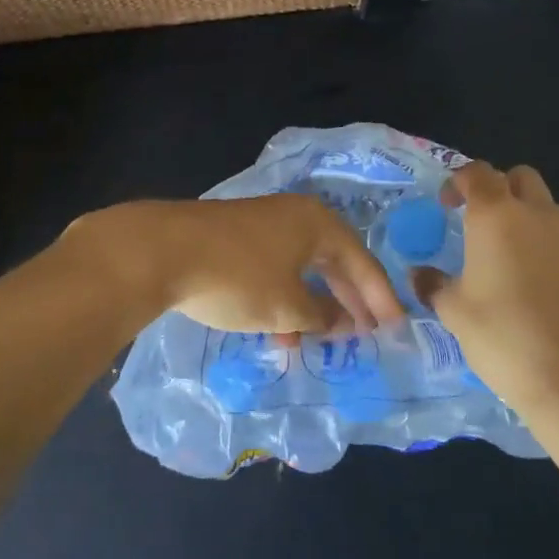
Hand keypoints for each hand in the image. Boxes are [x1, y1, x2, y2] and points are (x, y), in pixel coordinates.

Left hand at [63, 195, 403, 334]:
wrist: (162, 251)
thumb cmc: (238, 277)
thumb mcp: (288, 306)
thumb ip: (323, 316)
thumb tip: (345, 322)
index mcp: (317, 223)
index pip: (361, 261)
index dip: (380, 298)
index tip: (396, 329)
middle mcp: (294, 215)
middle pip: (333, 260)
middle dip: (348, 300)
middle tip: (365, 334)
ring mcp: (262, 223)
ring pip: (300, 267)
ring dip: (312, 305)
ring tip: (317, 342)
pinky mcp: (234, 236)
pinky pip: (274, 268)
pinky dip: (283, 298)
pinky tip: (277, 330)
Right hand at [420, 161, 558, 418]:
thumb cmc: (504, 334)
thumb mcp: (454, 311)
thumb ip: (434, 285)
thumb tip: (419, 274)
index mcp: (496, 214)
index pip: (477, 172)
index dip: (458, 181)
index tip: (445, 206)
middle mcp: (536, 215)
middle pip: (520, 177)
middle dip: (498, 187)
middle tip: (477, 218)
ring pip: (544, 207)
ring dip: (523, 215)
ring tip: (502, 253)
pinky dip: (543, 245)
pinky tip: (529, 282)